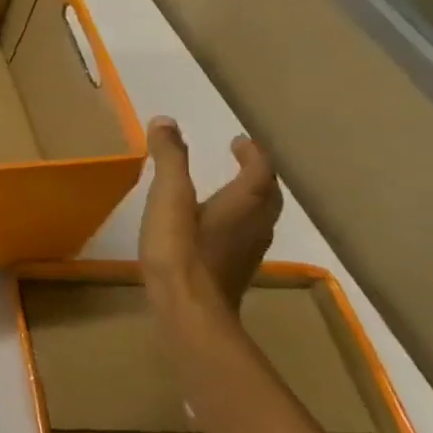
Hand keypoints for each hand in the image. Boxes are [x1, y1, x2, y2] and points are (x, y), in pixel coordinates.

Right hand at [140, 116, 280, 304]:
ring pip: (260, 217)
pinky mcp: (235, 272)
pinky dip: (237, 223)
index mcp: (245, 202)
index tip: (238, 142)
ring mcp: (248, 251)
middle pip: (267, 193)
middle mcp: (256, 224)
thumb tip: (165, 121)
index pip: (260, 168)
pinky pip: (245, 237)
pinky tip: (215, 231)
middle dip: (257, 175)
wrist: (189, 312)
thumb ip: (169, 158)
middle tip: (241, 162)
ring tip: (229, 192)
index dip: (251, 152)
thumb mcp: (169, 197)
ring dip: (251, 200)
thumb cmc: (180, 250)